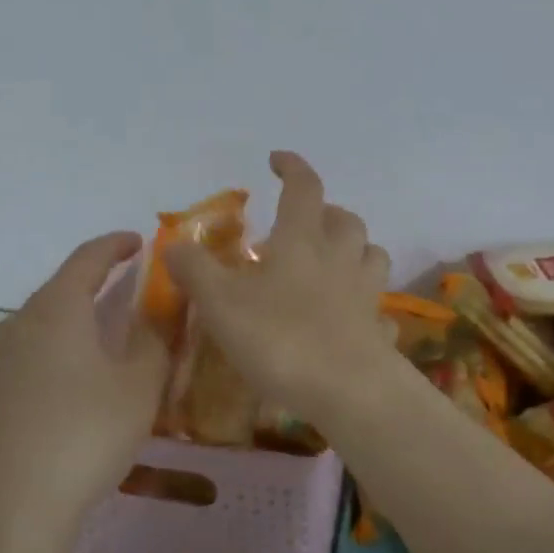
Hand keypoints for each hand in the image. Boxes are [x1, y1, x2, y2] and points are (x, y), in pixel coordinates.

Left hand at [0, 232, 171, 538]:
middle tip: (124, 296)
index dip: (115, 245)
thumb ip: (154, 341)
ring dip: (68, 326)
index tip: (137, 242)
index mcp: (56, 310)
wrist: (6, 514)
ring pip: (36, 328)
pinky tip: (60, 392)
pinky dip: (46, 359)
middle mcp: (15, 325)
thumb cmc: (84, 437)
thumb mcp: (139, 388)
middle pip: (58, 292)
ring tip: (95, 347)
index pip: (87, 258)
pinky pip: (18, 361)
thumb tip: (155, 314)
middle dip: (93, 288)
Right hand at [166, 152, 398, 426]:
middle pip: (345, 219)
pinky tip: (350, 318)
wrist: (348, 392)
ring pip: (371, 254)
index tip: (277, 160)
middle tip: (304, 224)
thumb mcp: (221, 303)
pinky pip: (378, 307)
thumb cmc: (280, 338)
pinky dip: (365, 304)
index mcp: (302, 240)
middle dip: (326, 212)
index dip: (292, 167)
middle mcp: (340, 257)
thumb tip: (173, 244)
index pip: (303, 187)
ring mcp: (366, 293)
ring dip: (354, 250)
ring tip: (332, 263)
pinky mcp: (379, 329)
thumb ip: (195, 270)